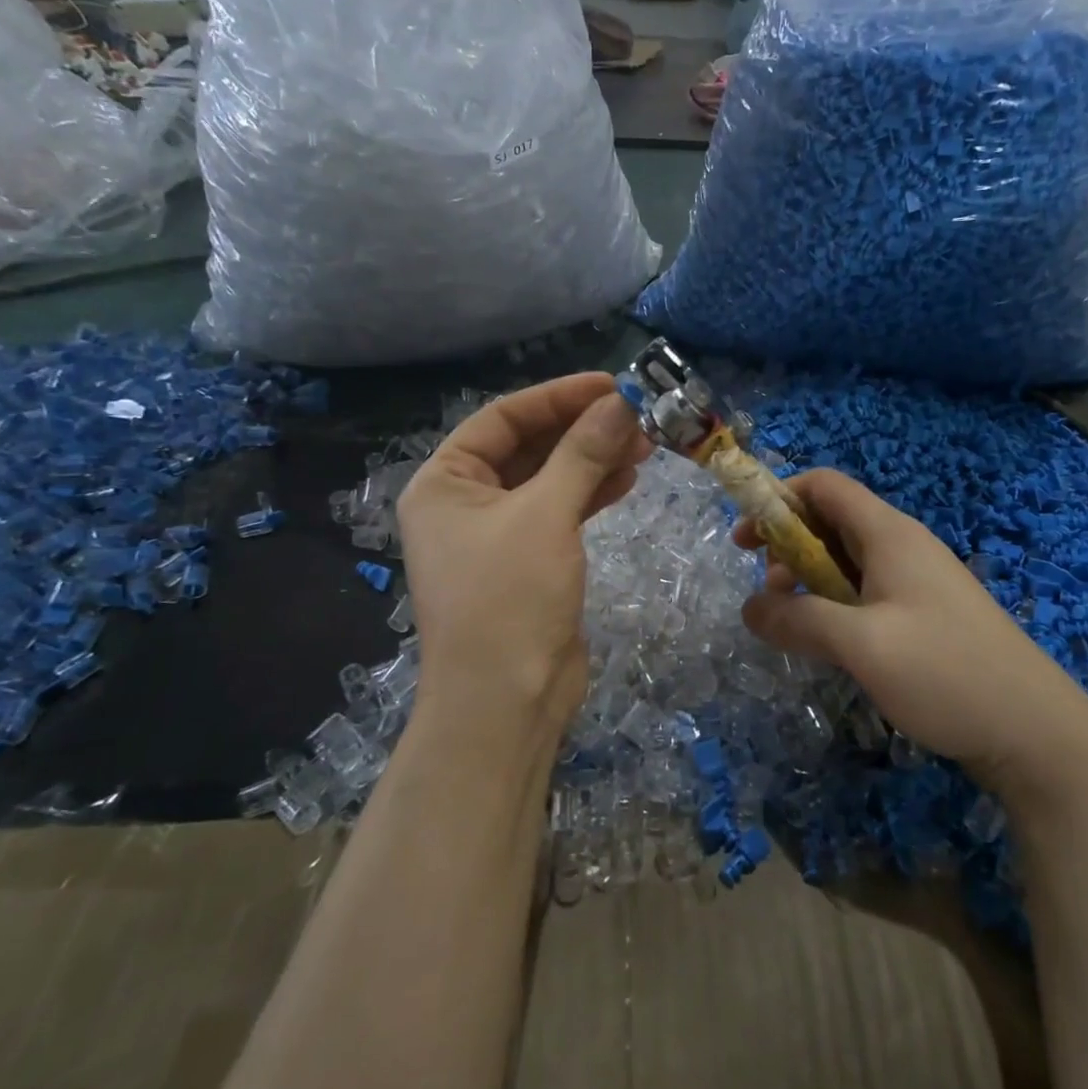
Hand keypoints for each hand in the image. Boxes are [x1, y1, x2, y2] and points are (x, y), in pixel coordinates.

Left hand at [396, 373, 651, 743]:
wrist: (505, 702)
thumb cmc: (508, 598)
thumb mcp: (545, 514)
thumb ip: (583, 453)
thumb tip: (622, 402)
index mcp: (445, 482)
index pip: (502, 418)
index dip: (558, 397)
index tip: (611, 385)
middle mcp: (464, 502)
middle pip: (528, 446)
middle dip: (582, 430)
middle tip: (637, 418)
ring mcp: (496, 533)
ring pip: (549, 479)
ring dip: (593, 460)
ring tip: (643, 446)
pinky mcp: (527, 560)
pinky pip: (559, 511)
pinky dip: (590, 494)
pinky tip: (626, 480)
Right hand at [737, 469, 1087, 796]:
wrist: (1034, 730)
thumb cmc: (945, 672)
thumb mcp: (861, 644)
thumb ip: (798, 620)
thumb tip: (750, 608)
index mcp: (889, 534)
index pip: (824, 485)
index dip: (779, 498)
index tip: (747, 538)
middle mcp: (902, 546)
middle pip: (831, 520)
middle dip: (788, 543)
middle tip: (766, 588)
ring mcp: (916, 581)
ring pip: (846, 559)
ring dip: (809, 578)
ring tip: (792, 620)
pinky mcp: (924, 615)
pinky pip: (865, 591)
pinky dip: (834, 603)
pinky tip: (828, 641)